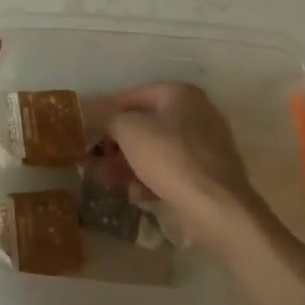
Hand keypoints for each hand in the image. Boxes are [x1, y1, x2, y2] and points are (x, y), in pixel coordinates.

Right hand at [89, 82, 255, 247]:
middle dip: (116, 143)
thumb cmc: (171, 158)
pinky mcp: (209, 176)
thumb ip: (106, 118)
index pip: (133, 96)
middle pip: (145, 125)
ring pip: (157, 150)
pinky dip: (151, 178)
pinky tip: (135, 194)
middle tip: (92, 159)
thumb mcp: (129, 131)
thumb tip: (89, 112)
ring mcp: (206, 146)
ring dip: (128, 163)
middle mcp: (197, 114)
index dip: (106, 112)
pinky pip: (172, 170)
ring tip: (104, 180)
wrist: (219, 210)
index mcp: (181, 94)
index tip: (86, 128)